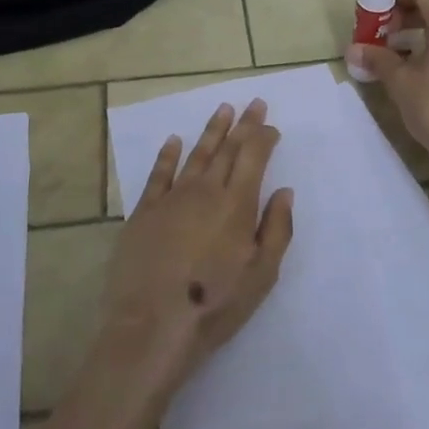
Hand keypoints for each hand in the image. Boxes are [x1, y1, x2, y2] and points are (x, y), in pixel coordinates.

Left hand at [96, 98, 294, 399]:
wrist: (151, 325)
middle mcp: (205, 190)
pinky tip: (173, 140)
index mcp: (237, 204)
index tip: (272, 127)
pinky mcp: (144, 211)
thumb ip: (277, 229)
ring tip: (223, 109)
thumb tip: (284, 191)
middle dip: (243, 124)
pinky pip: (159, 173)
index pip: (253, 156)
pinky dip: (168, 154)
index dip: (264, 137)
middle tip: (254, 103)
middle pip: (227, 148)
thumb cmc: (215, 305)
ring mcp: (172, 197)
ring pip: (196, 154)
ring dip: (211, 130)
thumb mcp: (262, 275)